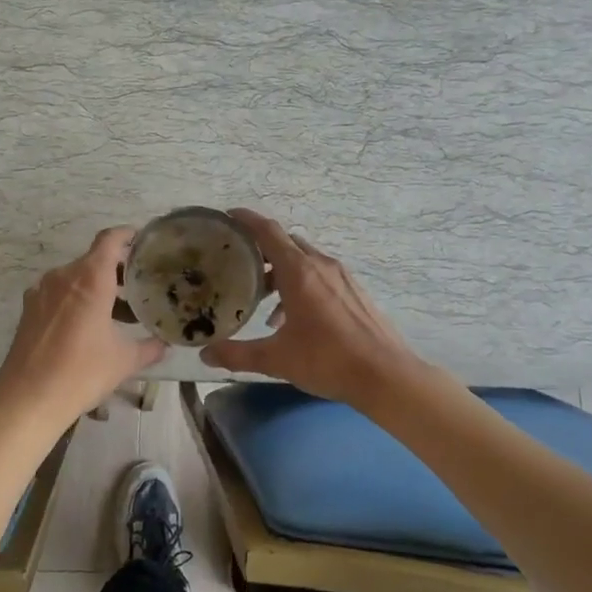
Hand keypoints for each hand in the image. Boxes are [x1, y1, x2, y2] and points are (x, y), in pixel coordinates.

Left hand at [0, 227, 165, 436]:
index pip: (110, 239)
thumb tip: (166, 344)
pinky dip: (77, 300)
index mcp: (90, 278)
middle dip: (118, 270)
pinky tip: (88, 327)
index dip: (128, 235)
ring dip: (98, 288)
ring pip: (76, 278)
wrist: (27, 400)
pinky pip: (59, 294)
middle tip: (141, 288)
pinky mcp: (29, 309)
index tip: (144, 242)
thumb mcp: (125, 361)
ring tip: (118, 313)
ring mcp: (42, 291)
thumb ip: (150, 347)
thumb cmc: (82, 372)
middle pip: (94, 260)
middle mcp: (64, 276)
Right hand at [201, 209, 425, 408]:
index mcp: (299, 272)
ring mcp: (342, 277)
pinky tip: (294, 320)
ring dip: (282, 273)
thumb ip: (237, 354)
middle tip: (239, 266)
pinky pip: (321, 276)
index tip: (228, 216)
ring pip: (304, 261)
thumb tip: (206, 354)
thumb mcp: (276, 359)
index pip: (268, 232)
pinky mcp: (355, 292)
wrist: (385, 375)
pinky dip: (302, 285)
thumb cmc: (327, 360)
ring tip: (264, 301)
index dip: (247, 220)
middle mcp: (320, 265)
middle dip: (262, 251)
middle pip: (286, 244)